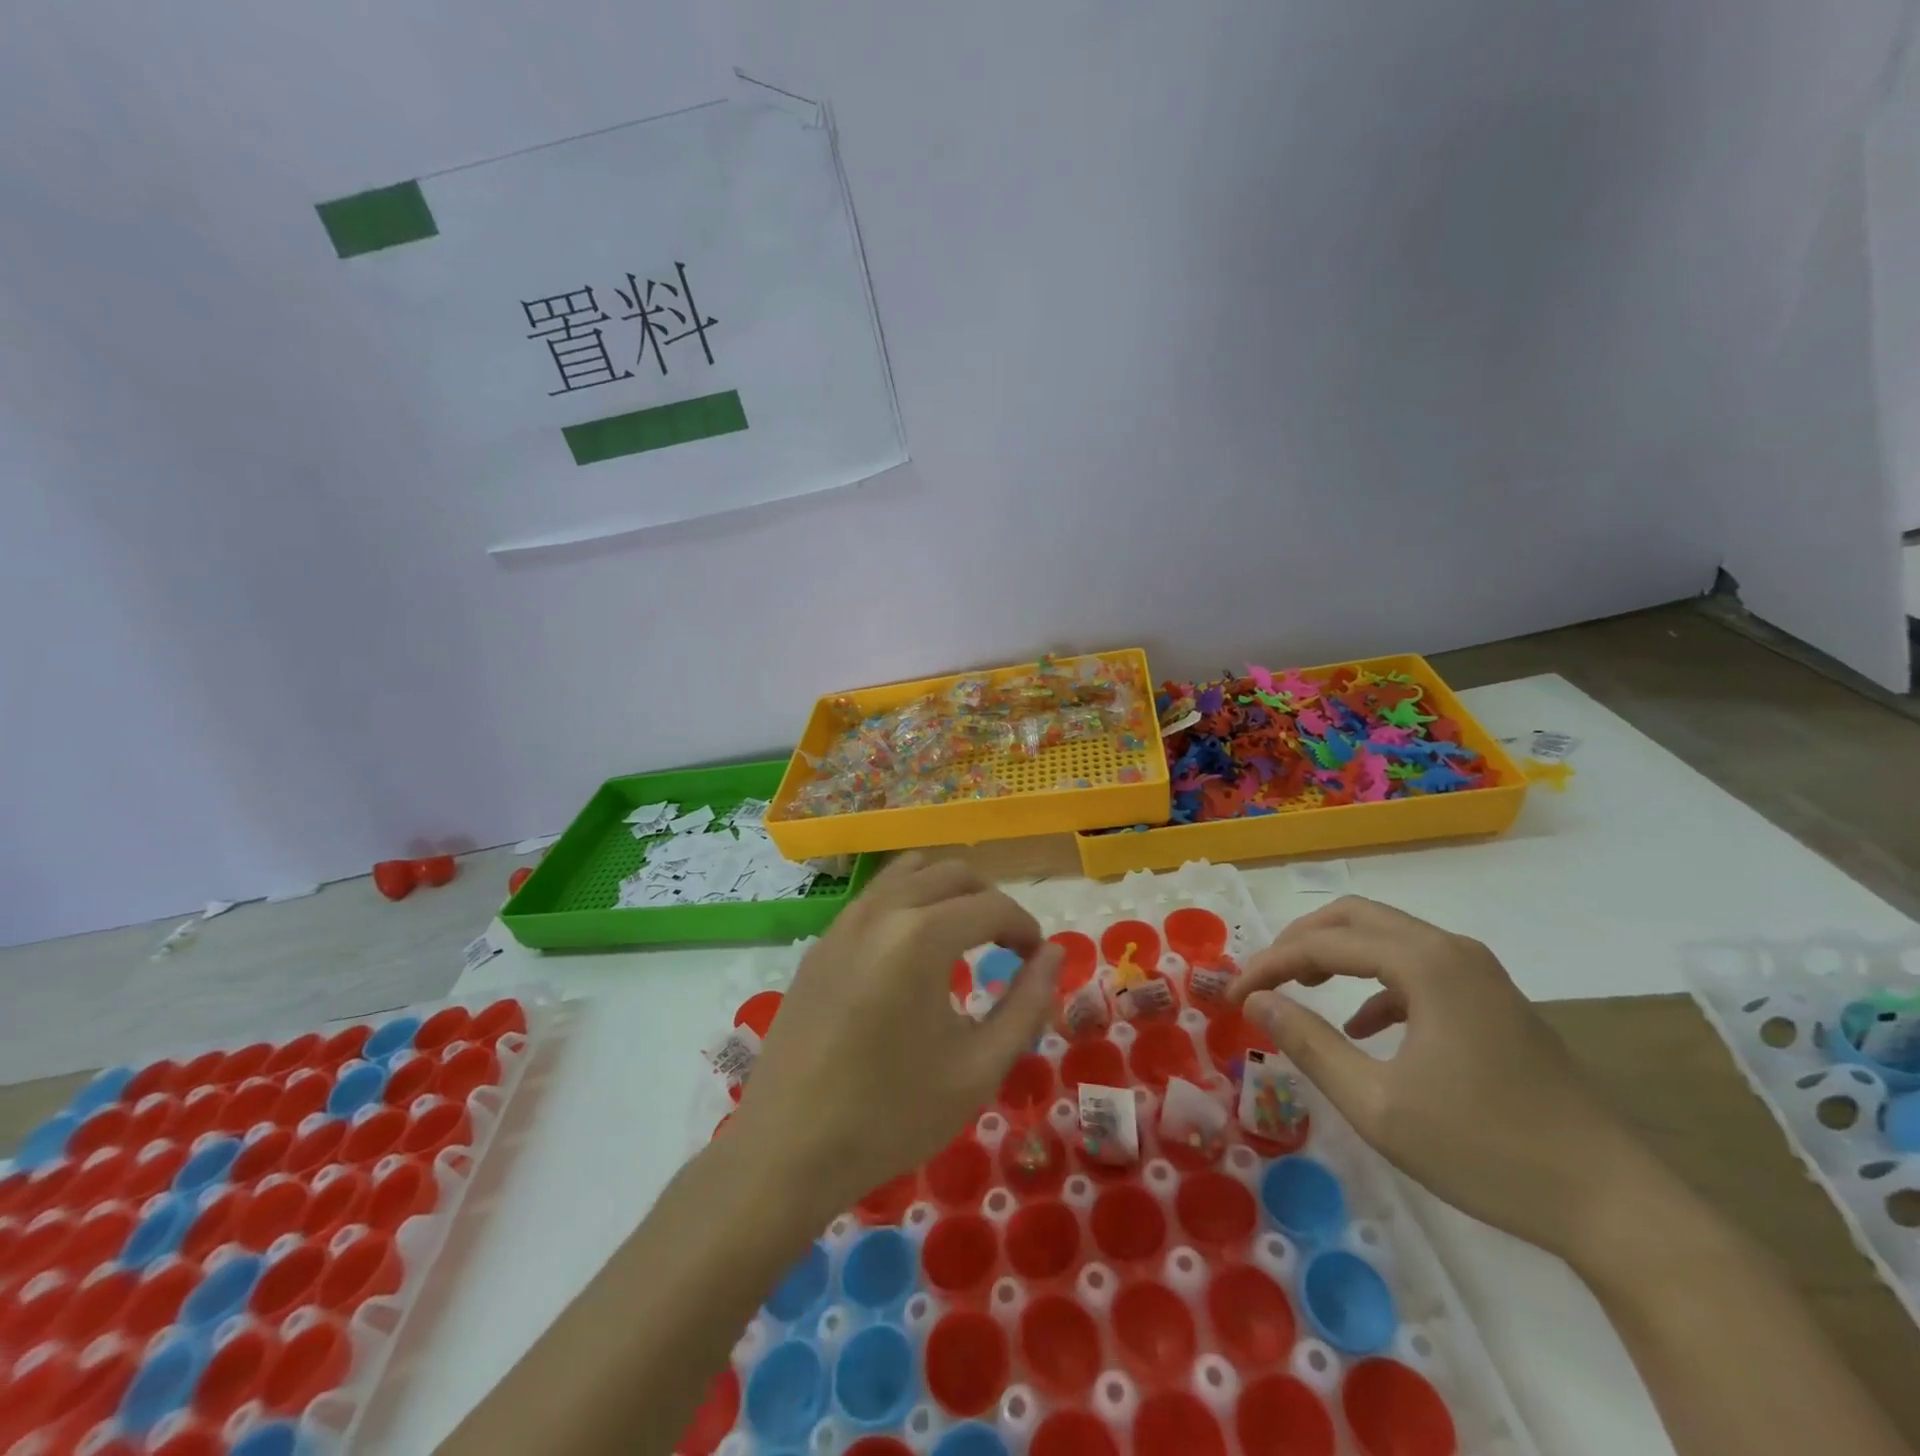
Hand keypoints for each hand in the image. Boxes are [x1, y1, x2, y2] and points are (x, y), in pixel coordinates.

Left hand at [735, 854, 1062, 1215]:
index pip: (993, 906)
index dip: (1025, 927)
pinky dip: (908, 903)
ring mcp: (844, 922)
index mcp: (922, 936)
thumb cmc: (891, 1115)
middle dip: (990, 900)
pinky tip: (912, 953)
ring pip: (908, 873)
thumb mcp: (978, 1068)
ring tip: (964, 935)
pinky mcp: (821, 943)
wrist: (786, 1150)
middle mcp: (882, 911)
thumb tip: (1052, 955)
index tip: (1037, 959)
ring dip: (947, 891)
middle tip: (1008, 944)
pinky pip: (875, 898)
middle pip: (952, 873)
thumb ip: (1026, 1004)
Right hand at [1229, 896, 1657, 1265]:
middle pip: (1354, 918)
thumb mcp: (1378, 1105)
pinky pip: (1416, 967)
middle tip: (1263, 977)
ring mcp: (1478, 973)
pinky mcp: (1492, 1000)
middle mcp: (1451, 950)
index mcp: (1424, 964)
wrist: (1615, 1205)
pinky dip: (1373, 983)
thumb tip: (1256, 1001)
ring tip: (1298, 989)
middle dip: (1299, 941)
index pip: (1323, 943)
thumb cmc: (1486, 1151)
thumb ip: (1308, 1044)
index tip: (1233, 997)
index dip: (1270, 965)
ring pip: (1386, 938)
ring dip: (1335, 954)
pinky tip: (1362, 1027)